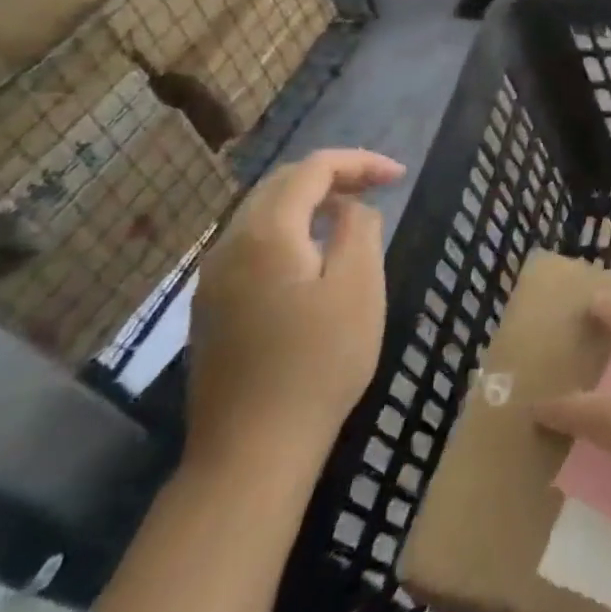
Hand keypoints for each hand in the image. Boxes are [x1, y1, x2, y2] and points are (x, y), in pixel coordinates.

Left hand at [187, 150, 403, 475]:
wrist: (252, 449)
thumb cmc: (319, 362)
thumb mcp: (359, 287)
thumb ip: (360, 230)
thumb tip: (351, 208)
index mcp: (266, 234)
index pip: (313, 169)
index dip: (359, 162)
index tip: (398, 175)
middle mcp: (230, 246)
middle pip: (281, 184)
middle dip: (332, 175)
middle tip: (377, 186)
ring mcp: (213, 279)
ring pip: (262, 213)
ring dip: (309, 201)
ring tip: (352, 213)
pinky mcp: (212, 307)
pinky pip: (252, 243)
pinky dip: (289, 229)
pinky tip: (315, 253)